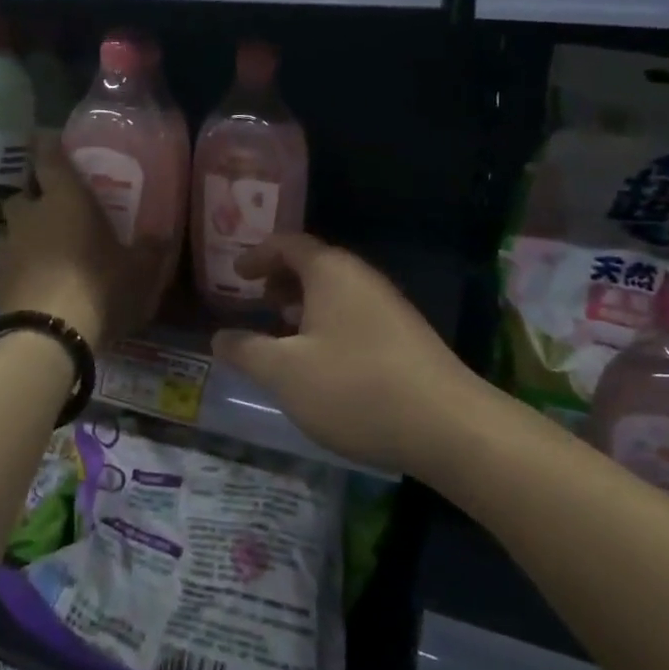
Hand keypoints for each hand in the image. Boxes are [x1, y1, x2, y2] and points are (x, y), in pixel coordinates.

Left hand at [0, 141, 169, 348]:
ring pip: (3, 222)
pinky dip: (8, 256)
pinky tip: (21, 268)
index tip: (47, 138)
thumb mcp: (138, 271)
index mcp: (65, 198)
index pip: (48, 156)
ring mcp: (6, 244)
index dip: (46, 144)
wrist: (48, 335)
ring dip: (15, 224)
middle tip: (50, 201)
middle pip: (22, 190)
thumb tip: (160, 236)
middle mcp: (30, 212)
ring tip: (30, 236)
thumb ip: (149, 250)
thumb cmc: (99, 288)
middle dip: (33, 192)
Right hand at [210, 234, 473, 475]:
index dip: (257, 254)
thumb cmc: (355, 388)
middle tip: (257, 303)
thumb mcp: (285, 373)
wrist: (448, 426)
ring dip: (305, 305)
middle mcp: (362, 277)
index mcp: (331, 271)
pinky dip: (328, 323)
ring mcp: (389, 305)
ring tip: (284, 334)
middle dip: (281, 280)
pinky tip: (323, 362)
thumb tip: (220, 337)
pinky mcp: (405, 335)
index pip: (288, 243)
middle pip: (314, 264)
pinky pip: (355, 313)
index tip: (236, 273)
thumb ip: (246, 351)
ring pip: (336, 292)